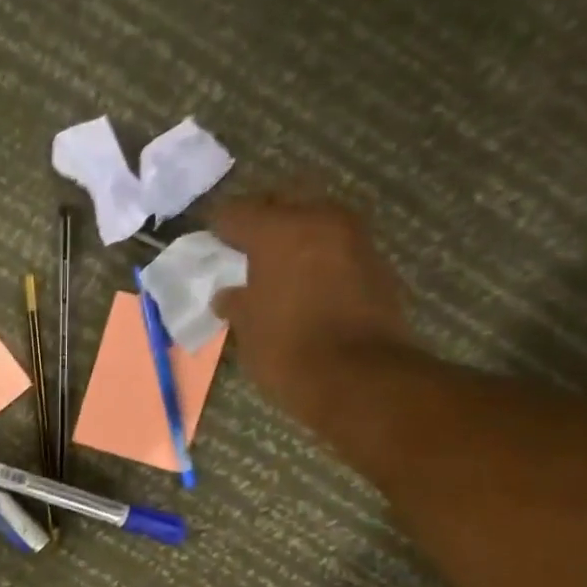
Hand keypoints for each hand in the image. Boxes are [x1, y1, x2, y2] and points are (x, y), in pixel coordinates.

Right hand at [211, 194, 412, 420]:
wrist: (358, 378)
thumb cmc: (288, 350)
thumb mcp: (248, 329)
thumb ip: (236, 303)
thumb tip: (228, 295)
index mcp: (279, 229)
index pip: (238, 213)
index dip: (219, 228)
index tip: (210, 241)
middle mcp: (320, 220)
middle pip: (283, 208)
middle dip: (262, 226)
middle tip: (244, 251)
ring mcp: (355, 239)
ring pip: (315, 227)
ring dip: (295, 243)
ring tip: (276, 271)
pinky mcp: (377, 266)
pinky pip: (337, 252)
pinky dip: (319, 263)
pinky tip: (306, 288)